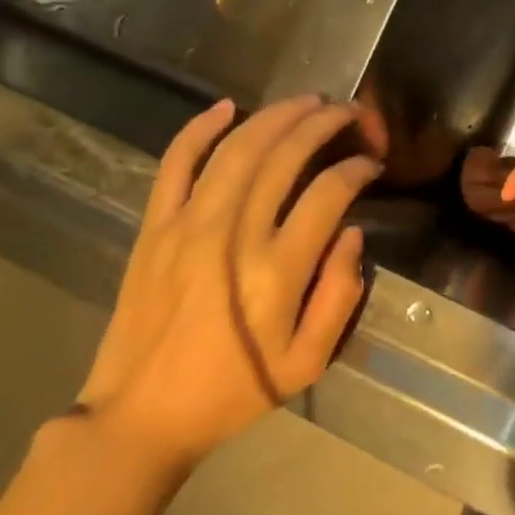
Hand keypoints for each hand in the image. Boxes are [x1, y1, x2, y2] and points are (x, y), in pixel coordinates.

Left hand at [77, 96, 380, 477]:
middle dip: (324, 124)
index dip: (356, 169)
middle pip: (285, 156)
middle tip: (350, 113)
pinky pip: (176, 163)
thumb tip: (352, 235)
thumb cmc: (234, 390)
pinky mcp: (154, 227)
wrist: (142, 413)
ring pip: (238, 148)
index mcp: (278, 271)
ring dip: (277, 115)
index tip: (371, 164)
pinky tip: (227, 107)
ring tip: (308, 101)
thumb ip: (340, 296)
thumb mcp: (307, 362)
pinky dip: (200, 128)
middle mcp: (235, 235)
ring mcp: (188, 225)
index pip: (328, 193)